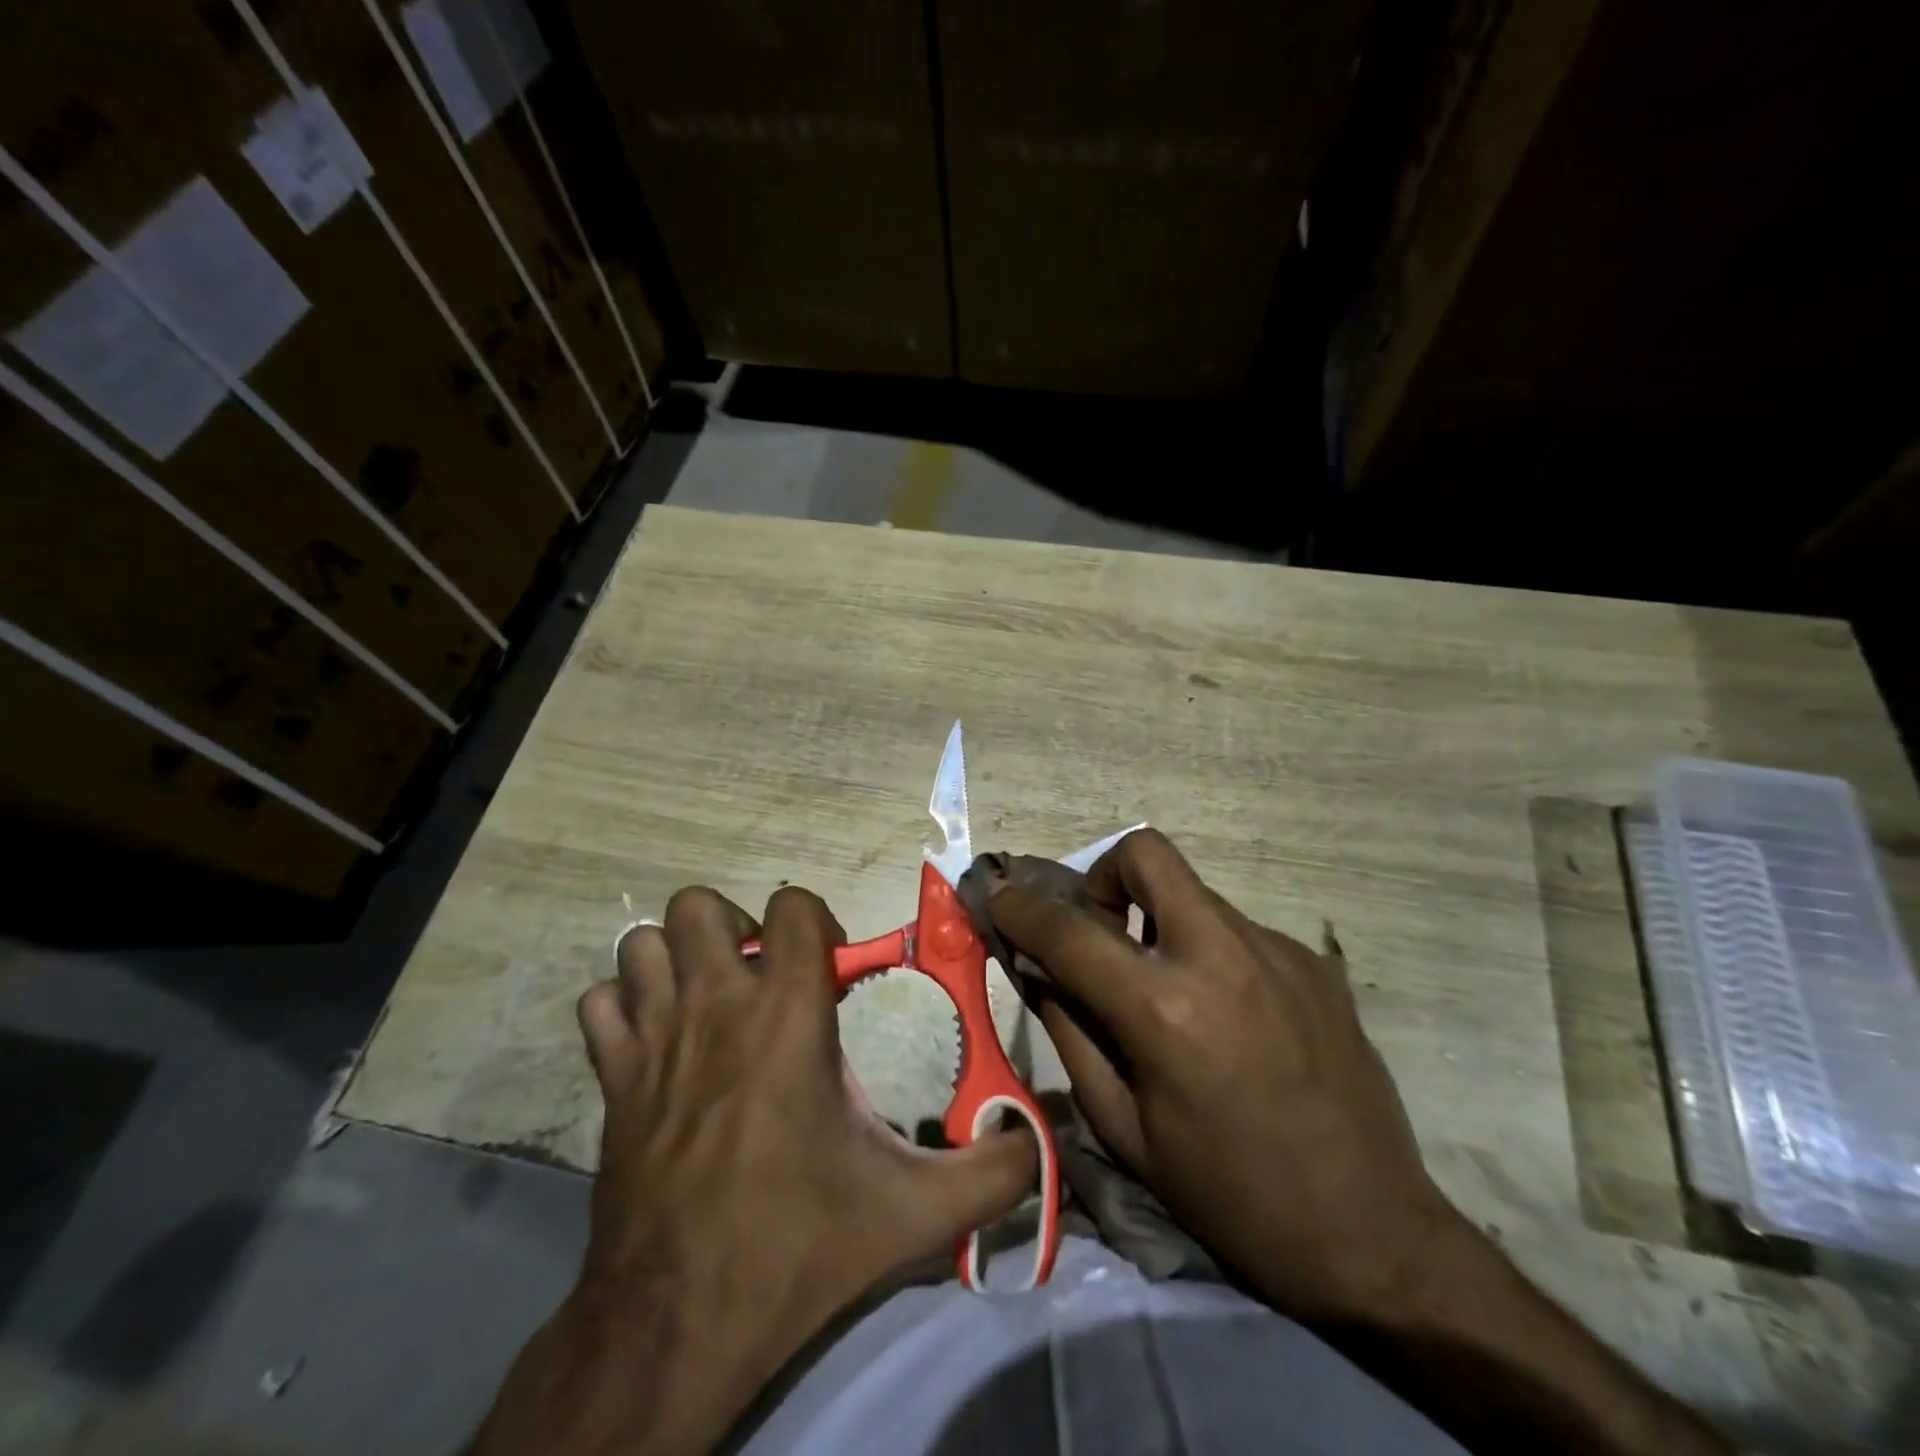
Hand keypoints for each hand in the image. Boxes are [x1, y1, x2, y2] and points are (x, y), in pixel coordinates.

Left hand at [470, 885, 1037, 1455]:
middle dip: (733, 926)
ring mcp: (652, 1039)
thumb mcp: (915, 1214)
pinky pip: (601, 1004)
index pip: (793, 906)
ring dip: (675, 958)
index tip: (831, 968)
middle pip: (698, 906)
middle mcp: (715, 1007)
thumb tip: (1045, 1151)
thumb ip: (992, 1174)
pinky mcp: (609, 1080)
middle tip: (762, 976)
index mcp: (788, 1017)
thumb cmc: (797, 1245)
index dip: (816, 920)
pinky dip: (625, 1007)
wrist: (675, 1324)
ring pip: (640, 943)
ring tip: (710, 997)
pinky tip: (656, 1041)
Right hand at [984, 829, 1452, 1323]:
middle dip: (1105, 876)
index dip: (1021, 908)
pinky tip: (1230, 1019)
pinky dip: (1210, 953)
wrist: (1373, 1234)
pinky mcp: (1314, 962)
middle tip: (1104, 932)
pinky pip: (1237, 931)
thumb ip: (1071, 1032)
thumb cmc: (1229, 1195)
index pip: (1069, 930)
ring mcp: (1276, 951)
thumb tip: (1038, 970)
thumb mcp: (1125, 1128)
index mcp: (1163, 1009)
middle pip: (1147, 853)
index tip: (1000, 898)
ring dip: (1161, 923)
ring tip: (1172, 994)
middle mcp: (1221, 956)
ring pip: (1193, 894)